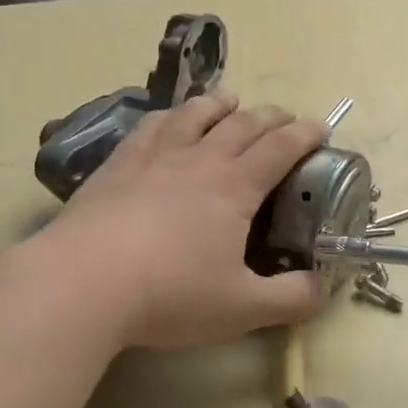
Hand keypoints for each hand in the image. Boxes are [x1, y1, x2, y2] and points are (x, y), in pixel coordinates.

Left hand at [35, 90, 329, 349]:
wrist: (82, 282)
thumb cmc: (170, 294)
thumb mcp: (242, 308)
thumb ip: (291, 299)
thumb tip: (324, 290)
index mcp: (235, 187)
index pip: (280, 148)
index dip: (305, 134)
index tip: (321, 128)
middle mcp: (199, 159)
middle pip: (242, 124)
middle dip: (271, 116)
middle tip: (285, 118)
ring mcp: (155, 156)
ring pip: (194, 114)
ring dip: (219, 103)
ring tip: (230, 100)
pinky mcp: (118, 163)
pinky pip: (151, 125)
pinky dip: (170, 115)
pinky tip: (169, 120)